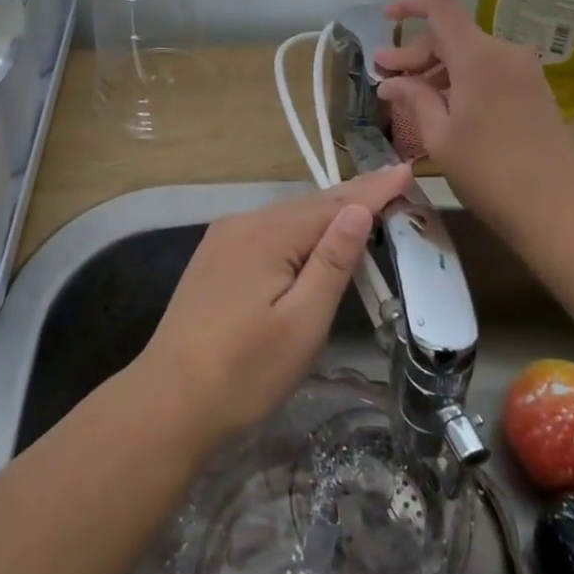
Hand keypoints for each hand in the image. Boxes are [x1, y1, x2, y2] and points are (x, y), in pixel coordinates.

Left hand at [133, 166, 413, 446]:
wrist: (167, 403)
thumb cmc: (244, 372)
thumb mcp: (302, 322)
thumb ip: (331, 262)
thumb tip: (359, 209)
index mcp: (268, 235)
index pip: (334, 205)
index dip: (373, 190)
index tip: (406, 170)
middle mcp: (243, 224)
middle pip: (309, 204)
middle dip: (353, 194)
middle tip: (393, 178)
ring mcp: (223, 239)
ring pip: (287, 217)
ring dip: (326, 210)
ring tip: (364, 199)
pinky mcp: (214, 259)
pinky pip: (268, 231)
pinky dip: (299, 228)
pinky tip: (312, 232)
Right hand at [374, 0, 573, 228]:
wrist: (556, 207)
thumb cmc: (487, 172)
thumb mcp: (439, 136)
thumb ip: (415, 98)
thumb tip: (391, 81)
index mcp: (477, 55)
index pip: (440, 5)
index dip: (410, 4)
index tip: (386, 20)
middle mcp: (504, 52)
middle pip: (452, 34)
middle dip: (416, 53)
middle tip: (386, 78)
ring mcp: (524, 70)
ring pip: (470, 54)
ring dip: (438, 69)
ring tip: (410, 96)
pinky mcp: (534, 89)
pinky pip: (489, 70)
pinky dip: (462, 79)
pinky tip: (444, 105)